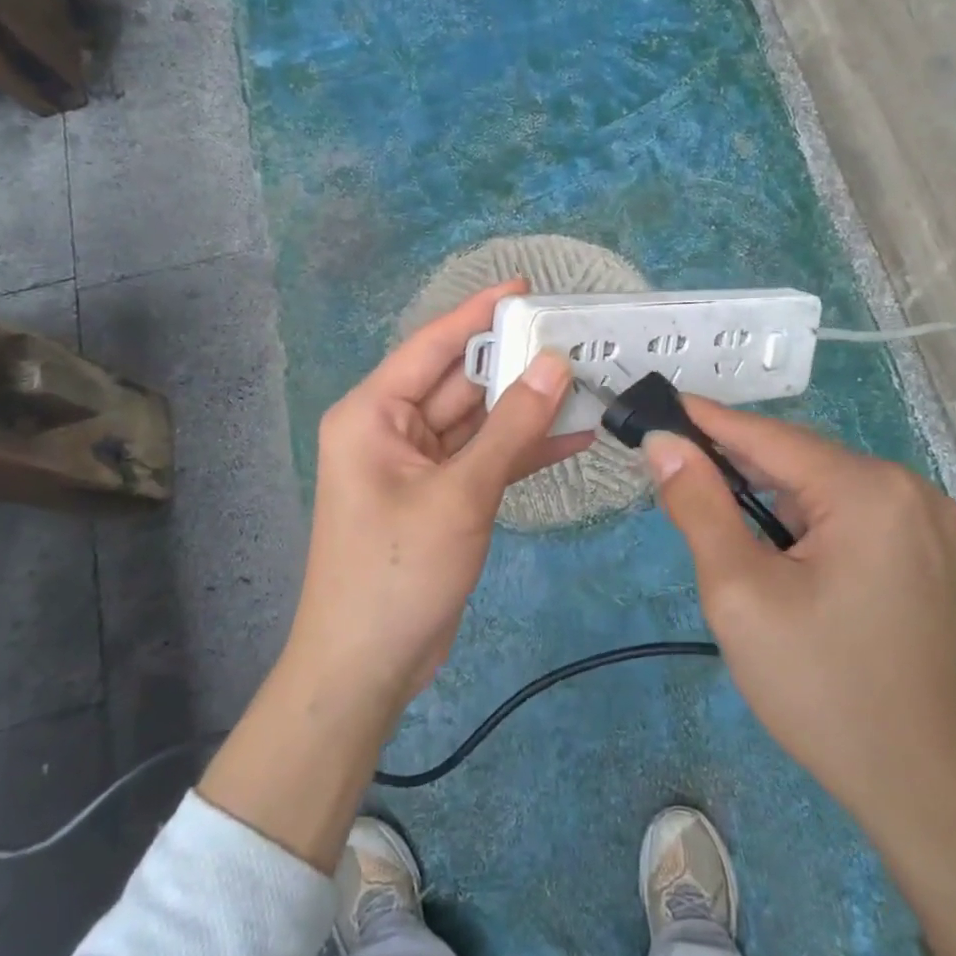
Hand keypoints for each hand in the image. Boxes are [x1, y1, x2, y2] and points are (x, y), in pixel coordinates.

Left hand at [200, 280, 584, 871]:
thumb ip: (510, 428)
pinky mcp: (443, 495)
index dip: (479, 314)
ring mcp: (420, 464)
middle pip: (461, 381)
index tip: (526, 288)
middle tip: (574, 336)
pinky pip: (487, 458)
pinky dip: (523, 449)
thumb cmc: (398, 572)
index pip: (433, 346)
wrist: (368, 667)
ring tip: (587, 380)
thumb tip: (554, 364)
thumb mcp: (460, 494)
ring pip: (480, 420)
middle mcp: (394, 428)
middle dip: (515, 362)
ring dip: (527, 407)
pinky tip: (575, 436)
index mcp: (374, 413)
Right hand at [643, 402, 955, 955]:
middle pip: (800, 460)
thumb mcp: (740, 594)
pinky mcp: (930, 553)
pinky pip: (851, 515)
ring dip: (770, 497)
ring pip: (824, 488)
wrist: (925, 789)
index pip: (770, 436)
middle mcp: (909, 489)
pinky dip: (804, 520)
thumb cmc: (822, 688)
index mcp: (869, 489)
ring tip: (717, 515)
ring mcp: (929, 522)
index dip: (708, 421)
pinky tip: (776, 548)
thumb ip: (699, 507)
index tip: (658, 406)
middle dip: (736, 466)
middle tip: (675, 472)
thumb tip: (666, 443)